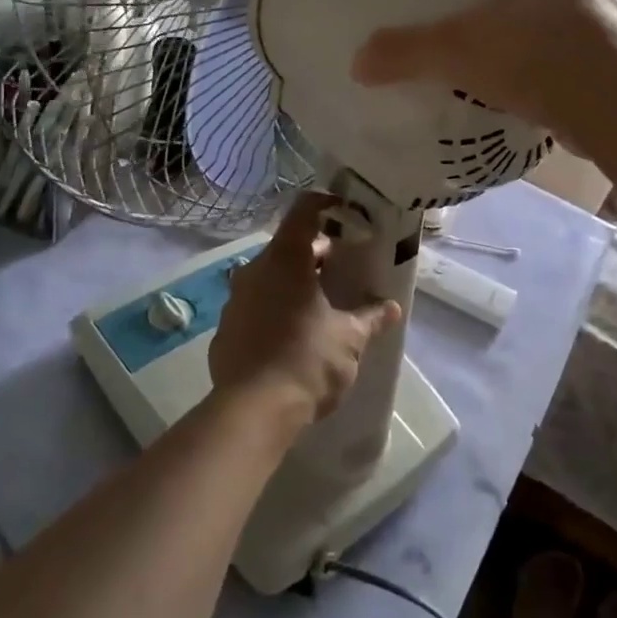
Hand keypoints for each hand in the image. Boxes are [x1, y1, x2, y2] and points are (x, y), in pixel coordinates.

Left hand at [208, 192, 401, 432]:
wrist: (252, 412)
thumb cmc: (307, 362)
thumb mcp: (349, 339)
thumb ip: (371, 317)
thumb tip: (391, 307)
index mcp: (285, 259)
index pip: (304, 210)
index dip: (327, 205)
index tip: (347, 213)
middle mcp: (255, 270)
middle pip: (288, 246)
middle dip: (316, 253)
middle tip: (343, 268)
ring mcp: (235, 299)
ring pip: (269, 277)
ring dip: (294, 282)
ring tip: (321, 303)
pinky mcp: (225, 329)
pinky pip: (255, 306)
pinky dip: (275, 308)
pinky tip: (292, 335)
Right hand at [351, 0, 616, 130]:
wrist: (612, 102)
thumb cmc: (530, 52)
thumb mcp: (454, 50)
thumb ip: (404, 52)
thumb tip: (358, 64)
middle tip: (477, 7)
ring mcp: (613, 4)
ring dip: (542, 15)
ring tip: (511, 43)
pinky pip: (587, 37)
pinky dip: (565, 49)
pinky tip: (545, 74)